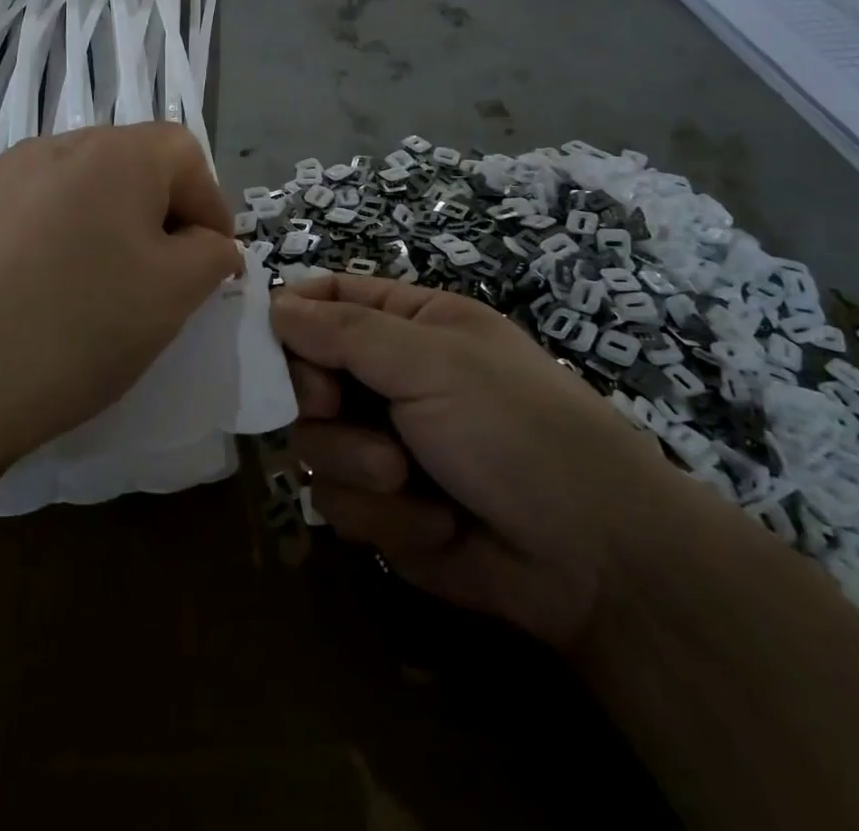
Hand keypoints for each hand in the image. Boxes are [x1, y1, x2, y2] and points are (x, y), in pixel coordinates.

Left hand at [0, 123, 242, 476]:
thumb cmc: (77, 328)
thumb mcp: (174, 295)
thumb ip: (212, 254)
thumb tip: (209, 243)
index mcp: (114, 153)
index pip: (185, 153)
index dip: (210, 204)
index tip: (210, 263)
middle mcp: (54, 146)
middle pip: (129, 165)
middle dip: (156, 214)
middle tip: (156, 278)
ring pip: (75, 189)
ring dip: (100, 225)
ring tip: (92, 288)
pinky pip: (26, 212)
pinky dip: (49, 240)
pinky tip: (33, 293)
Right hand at [272, 274, 706, 648]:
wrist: (595, 559)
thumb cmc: (515, 427)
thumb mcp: (431, 361)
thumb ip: (344, 330)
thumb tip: (273, 304)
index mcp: (407, 323)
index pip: (325, 299)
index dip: (288, 317)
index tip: (263, 344)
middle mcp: (388, 378)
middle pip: (302, 375)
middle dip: (318, 401)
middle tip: (335, 409)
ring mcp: (383, 445)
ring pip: (314, 445)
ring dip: (356, 466)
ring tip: (407, 479)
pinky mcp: (385, 511)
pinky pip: (340, 505)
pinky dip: (384, 517)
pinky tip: (434, 524)